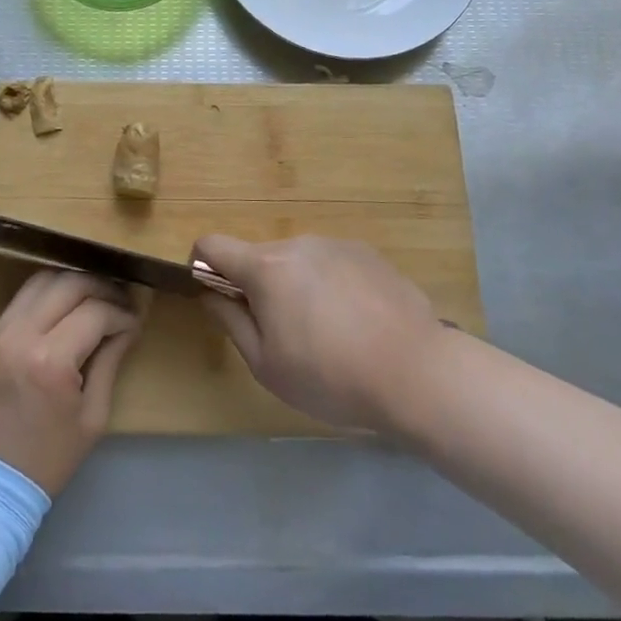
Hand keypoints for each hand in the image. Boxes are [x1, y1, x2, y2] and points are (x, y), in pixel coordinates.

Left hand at [0, 270, 140, 494]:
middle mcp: (20, 335)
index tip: (134, 322)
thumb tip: (126, 328)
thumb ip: (109, 363)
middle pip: (68, 283)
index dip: (121, 313)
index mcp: (50, 360)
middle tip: (118, 301)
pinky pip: (19, 301)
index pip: (95, 312)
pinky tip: (61, 312)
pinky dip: (45, 297)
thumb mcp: (91, 418)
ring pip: (40, 281)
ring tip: (91, 298)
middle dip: (100, 287)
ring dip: (71, 283)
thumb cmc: (44, 459)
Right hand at [195, 234, 444, 433]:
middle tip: (283, 335)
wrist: (418, 373)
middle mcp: (298, 244)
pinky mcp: (369, 253)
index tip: (217, 298)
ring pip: (298, 261)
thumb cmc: (331, 376)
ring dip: (297, 287)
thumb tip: (210, 293)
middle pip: (259, 257)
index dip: (202, 267)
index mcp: (266, 267)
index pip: (211, 244)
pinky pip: (332, 264)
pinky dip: (331, 286)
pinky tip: (358, 324)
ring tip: (329, 334)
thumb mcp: (266, 365)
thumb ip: (231, 321)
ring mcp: (336, 244)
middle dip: (258, 288)